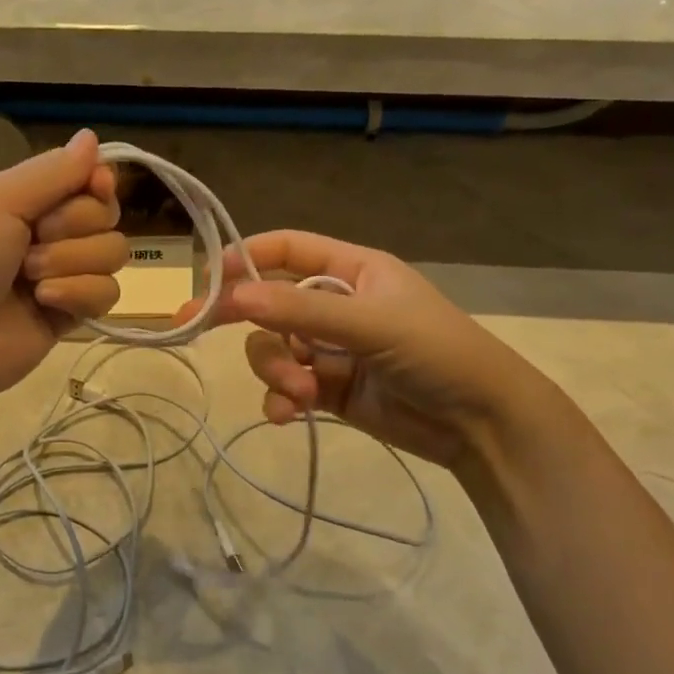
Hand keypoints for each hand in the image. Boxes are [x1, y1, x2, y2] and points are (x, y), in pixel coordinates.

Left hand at [0, 129, 125, 403]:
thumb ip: (51, 172)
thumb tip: (92, 136)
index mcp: (25, 199)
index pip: (86, 178)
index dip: (98, 182)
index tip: (96, 186)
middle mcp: (48, 232)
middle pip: (105, 214)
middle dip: (75, 226)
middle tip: (34, 241)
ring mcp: (63, 274)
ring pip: (112, 253)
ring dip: (73, 262)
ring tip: (32, 280)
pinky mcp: (72, 313)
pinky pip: (108, 293)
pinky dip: (80, 295)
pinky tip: (45, 304)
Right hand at [179, 230, 544, 468]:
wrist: (481, 423)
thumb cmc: (437, 353)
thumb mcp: (371, 324)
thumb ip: (301, 311)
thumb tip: (234, 297)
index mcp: (353, 271)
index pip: (288, 250)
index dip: (247, 257)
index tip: (208, 276)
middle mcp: (337, 305)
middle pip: (269, 304)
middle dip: (245, 321)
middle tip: (193, 326)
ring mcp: (330, 350)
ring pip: (274, 349)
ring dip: (274, 370)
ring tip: (297, 394)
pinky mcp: (328, 390)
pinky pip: (286, 387)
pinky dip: (280, 399)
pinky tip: (288, 415)